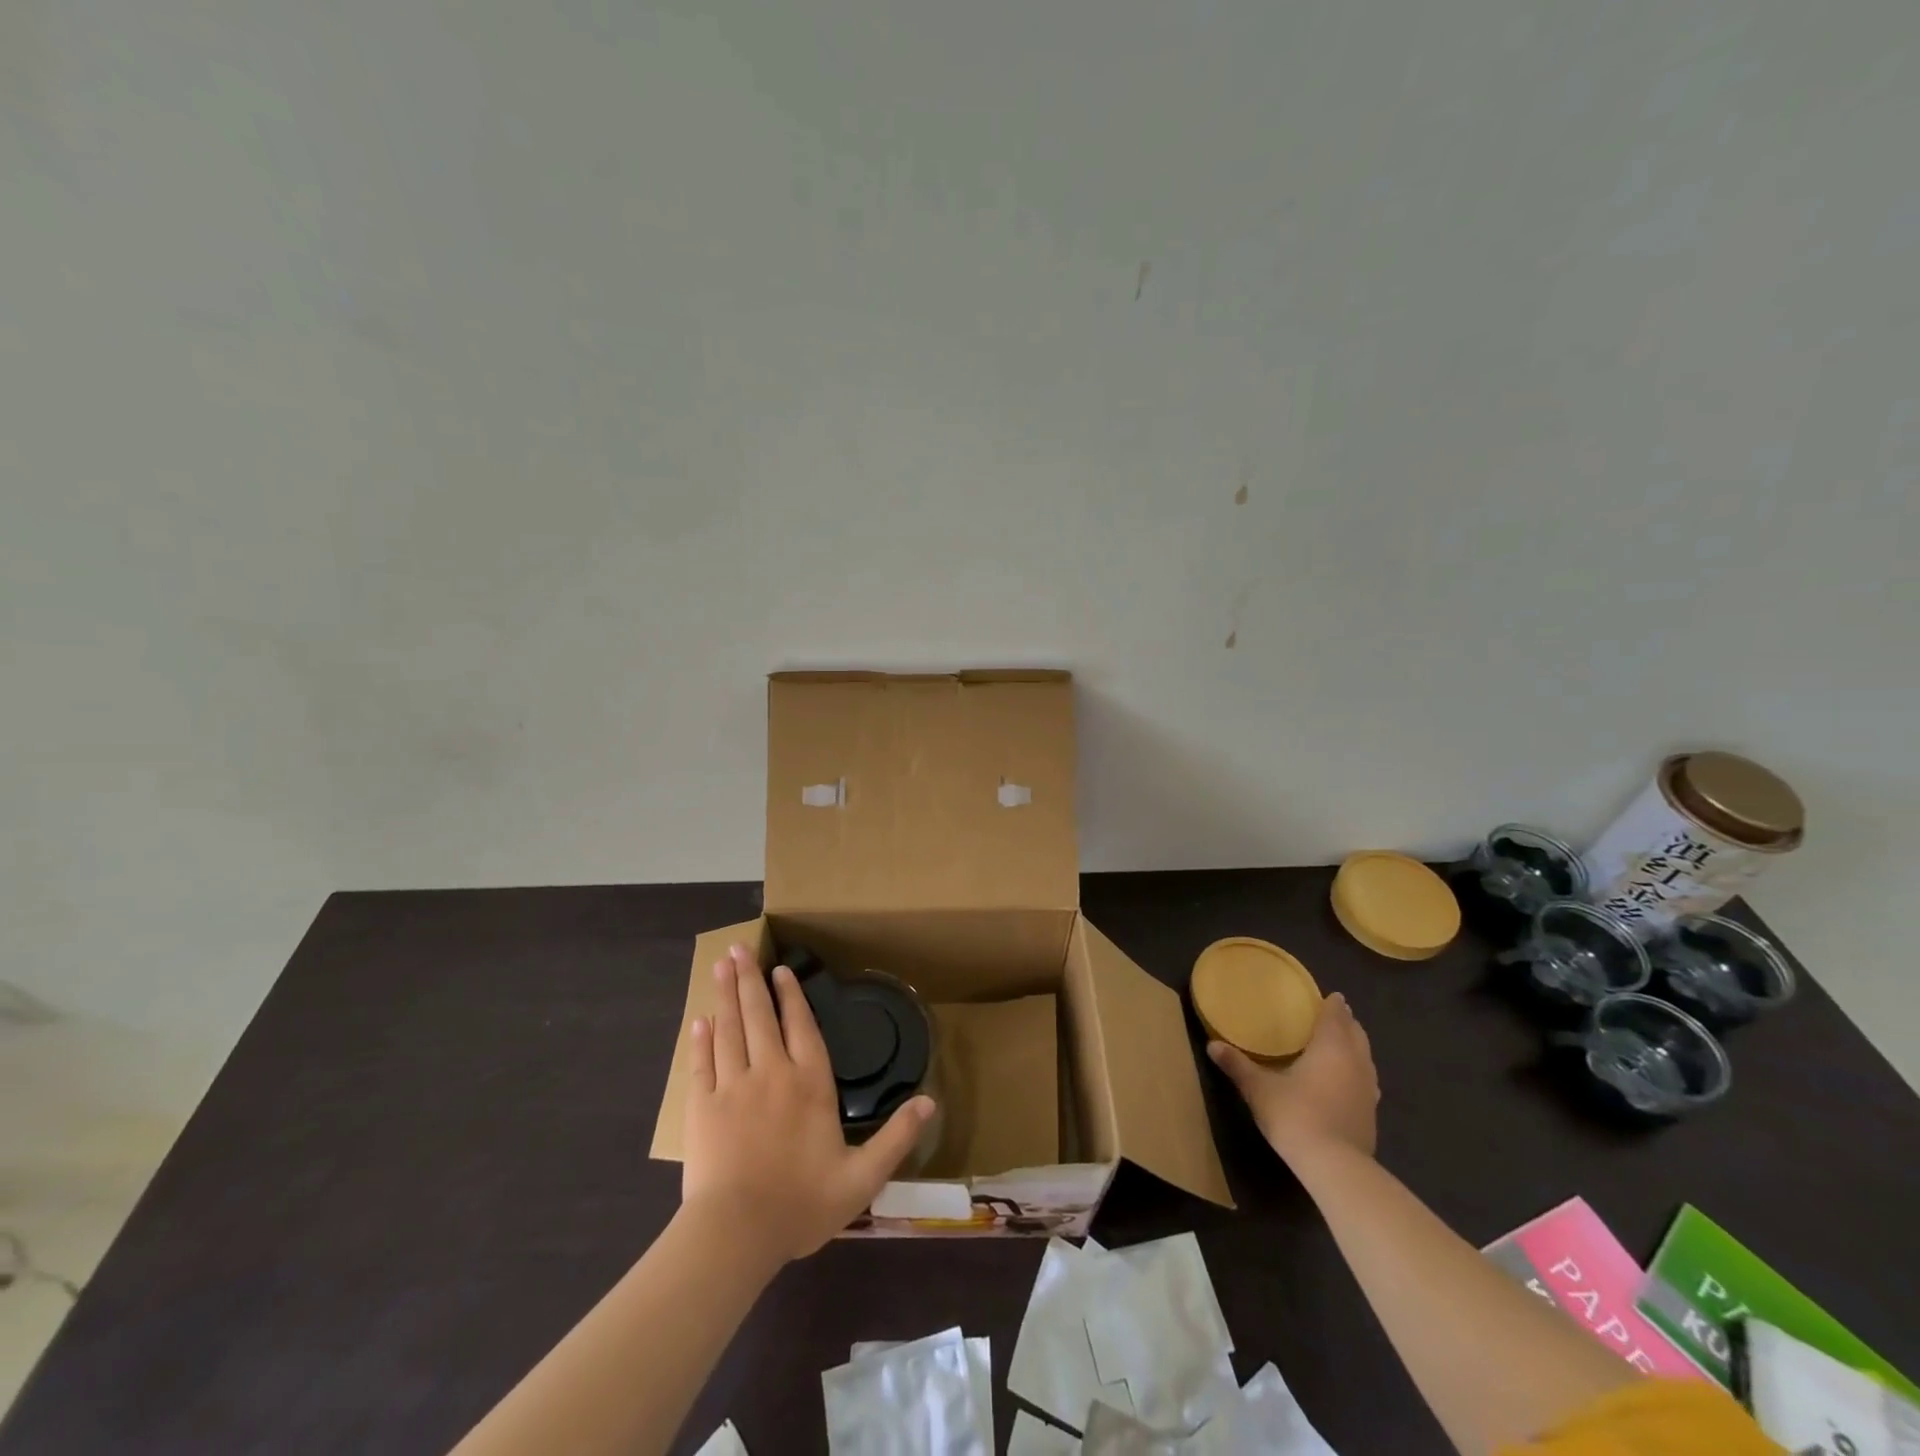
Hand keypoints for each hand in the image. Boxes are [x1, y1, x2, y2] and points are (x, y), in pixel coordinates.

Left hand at [681, 944, 935, 1264]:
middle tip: (738, 948)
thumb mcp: (862, 1178)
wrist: (736, 1234)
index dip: (791, 996)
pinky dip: (701, 1039)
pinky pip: (702, 1063)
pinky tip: (699, 1020)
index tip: (781, 970)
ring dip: (726, 995)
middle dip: (751, 980)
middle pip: (760, 1016)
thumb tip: (931, 1102)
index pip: (801, 1027)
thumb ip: (896, 1137)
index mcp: (808, 1084)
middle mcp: (770, 1073)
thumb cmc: (801, 1204)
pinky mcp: (701, 1108)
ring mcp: (732, 1087)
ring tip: (720, 965)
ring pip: (729, 1029)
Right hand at [1208, 992, 1378, 1163]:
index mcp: (1330, 1047)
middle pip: (1356, 1034)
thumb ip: (1237, 1065)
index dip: (1333, 1005)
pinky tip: (1346, 1082)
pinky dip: (1357, 1072)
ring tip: (1340, 1045)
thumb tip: (1212, 1045)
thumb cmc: (1296, 1114)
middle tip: (1332, 1016)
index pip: (1336, 1016)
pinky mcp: (1371, 1113)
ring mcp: (1368, 1089)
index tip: (1331, 996)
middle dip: (1346, 1023)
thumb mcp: (1259, 1089)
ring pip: (1365, 1058)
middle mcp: (1355, 1062)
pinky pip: (1367, 1081)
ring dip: (1355, 1047)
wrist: (1335, 1166)